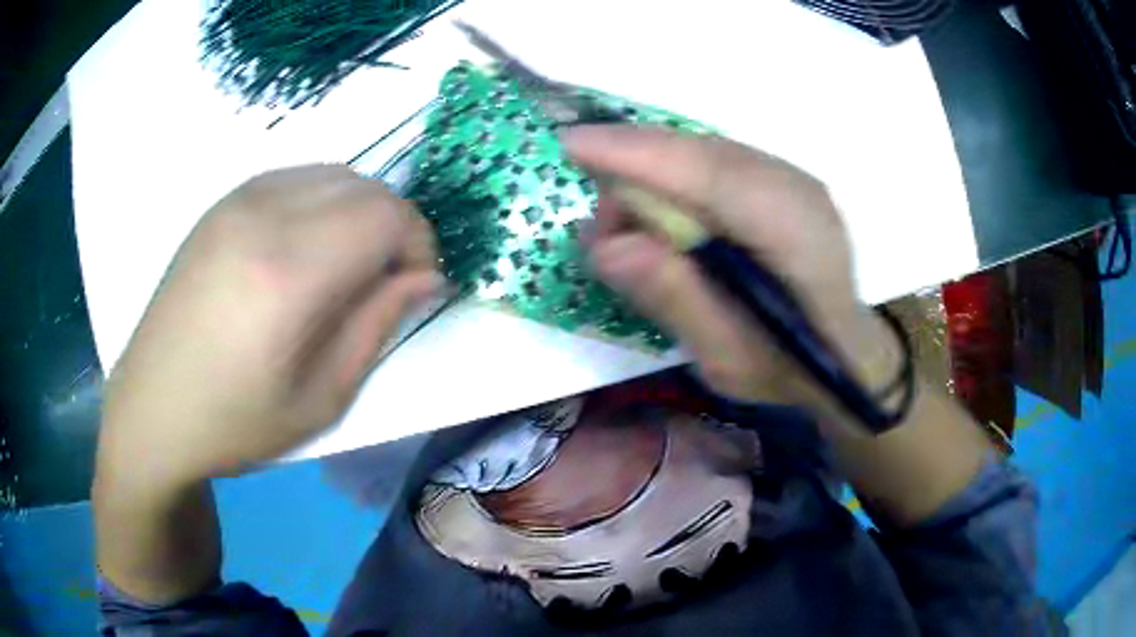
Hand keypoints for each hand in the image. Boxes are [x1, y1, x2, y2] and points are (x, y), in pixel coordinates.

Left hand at [96, 165, 439, 492]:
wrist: (153, 409)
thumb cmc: (235, 422)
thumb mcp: (321, 398)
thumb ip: (377, 326)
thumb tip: (425, 277)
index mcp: (288, 273)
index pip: (387, 216)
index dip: (420, 244)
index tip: (416, 285)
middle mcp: (263, 215)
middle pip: (365, 187)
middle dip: (395, 226)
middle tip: (387, 279)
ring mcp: (237, 202)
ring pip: (333, 174)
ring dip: (360, 210)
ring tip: (348, 264)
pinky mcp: (221, 205)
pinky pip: (296, 178)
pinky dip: (323, 201)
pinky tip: (308, 247)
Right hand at [563, 125, 894, 403]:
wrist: (846, 354)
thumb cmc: (789, 370)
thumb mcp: (729, 359)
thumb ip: (677, 300)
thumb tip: (608, 246)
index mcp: (795, 233)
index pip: (709, 174)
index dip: (637, 155)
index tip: (571, 147)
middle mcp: (796, 188)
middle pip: (700, 153)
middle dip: (634, 170)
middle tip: (602, 227)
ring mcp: (792, 178)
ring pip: (704, 153)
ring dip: (653, 177)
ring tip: (631, 233)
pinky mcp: (781, 181)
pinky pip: (714, 163)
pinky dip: (676, 179)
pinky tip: (663, 216)